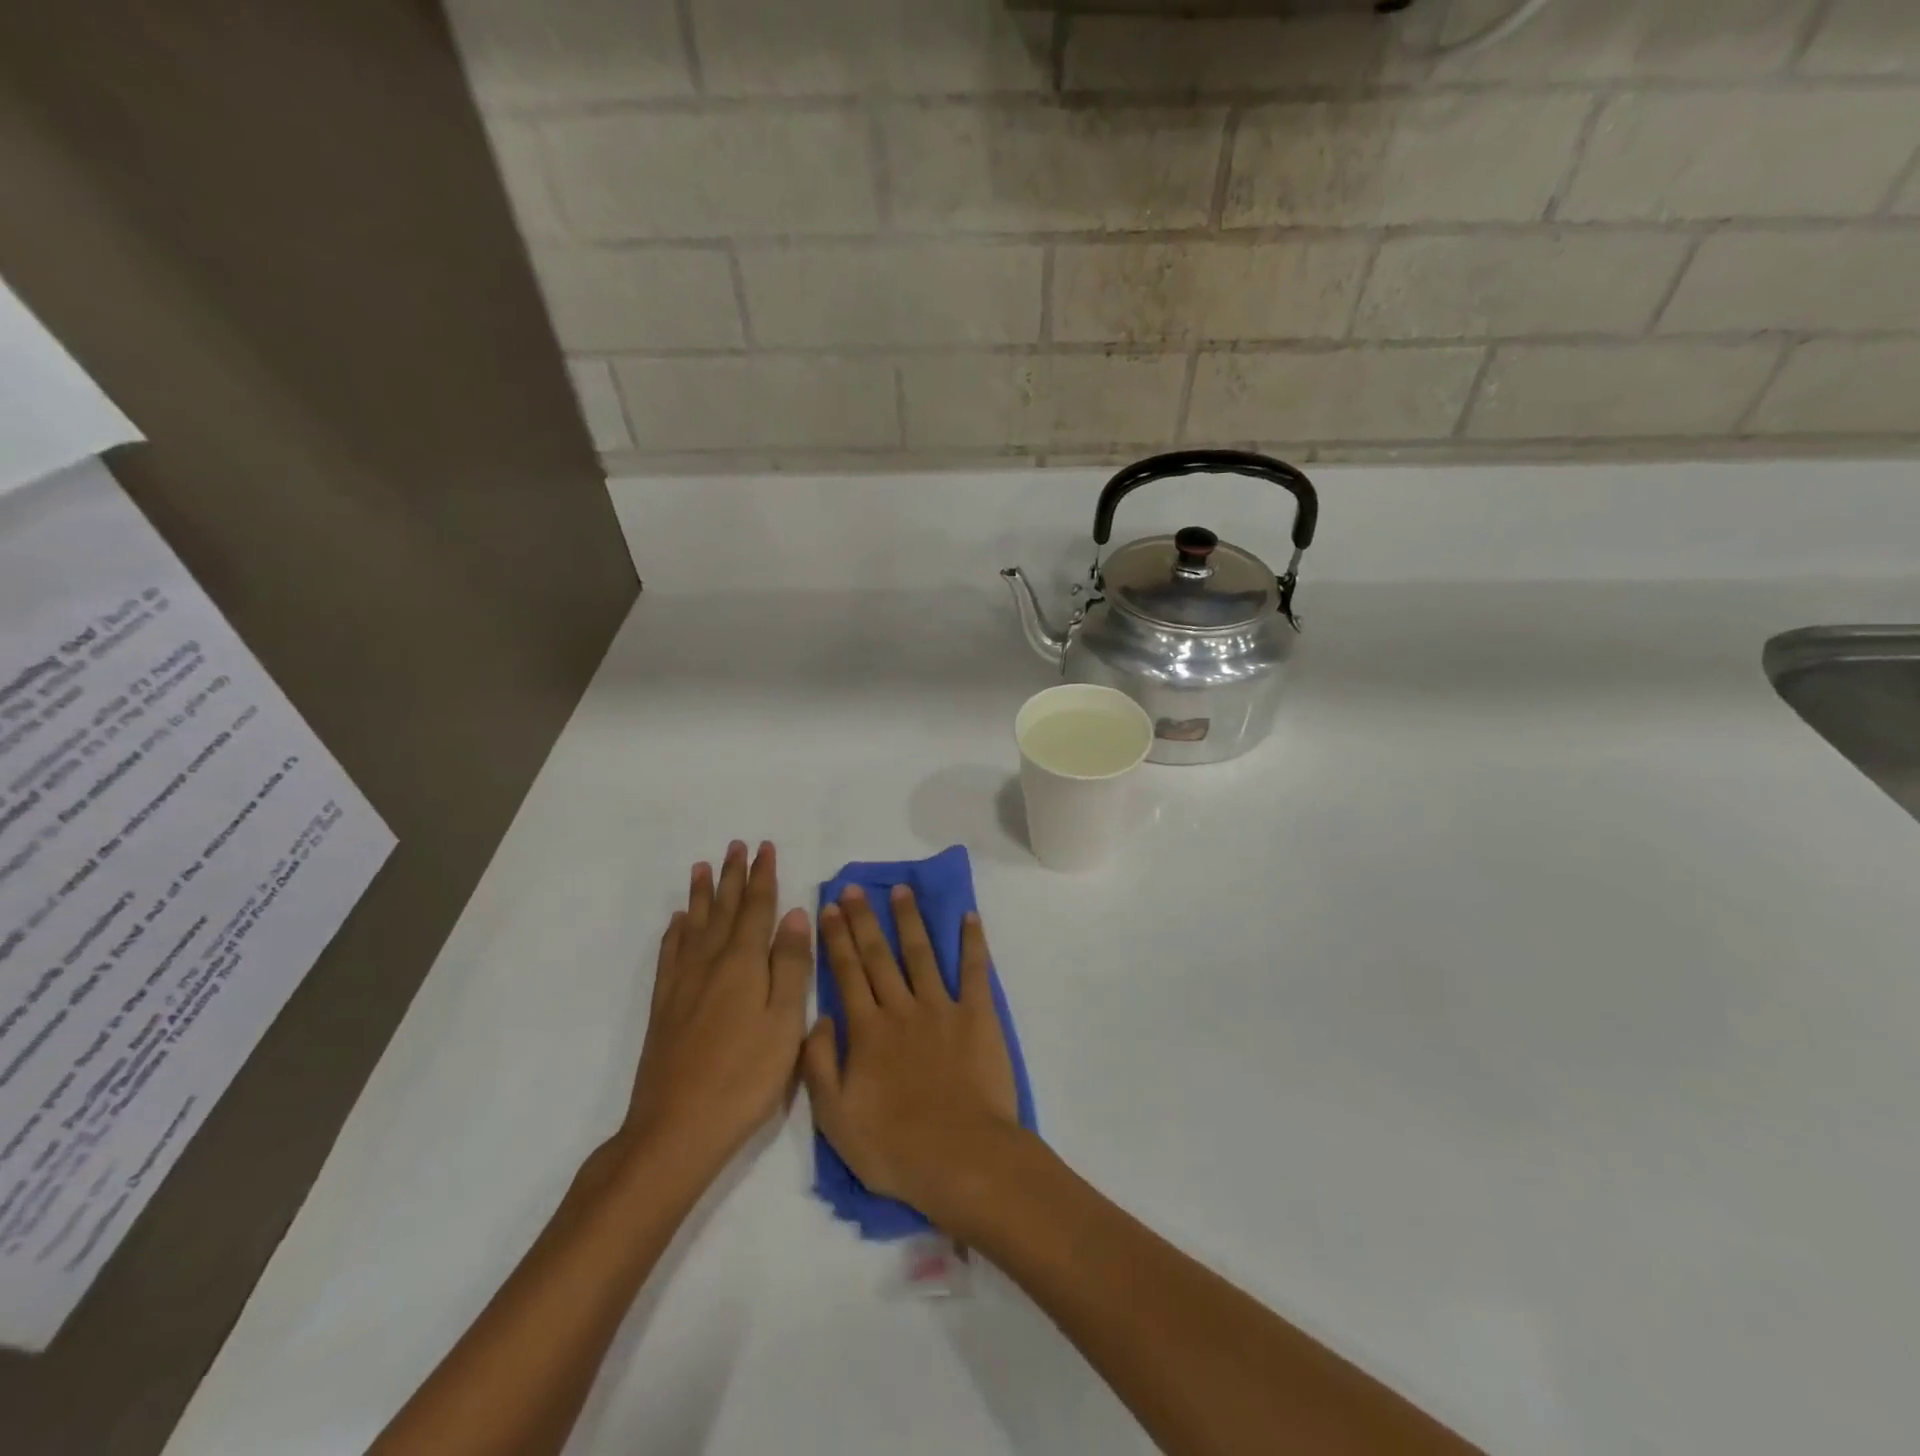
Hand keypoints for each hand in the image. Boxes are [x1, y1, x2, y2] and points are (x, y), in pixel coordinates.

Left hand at [623, 841, 810, 1175]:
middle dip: (732, 876)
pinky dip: (675, 933)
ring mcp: (683, 985)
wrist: (676, 1128)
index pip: (756, 908)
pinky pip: (670, 955)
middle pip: (723, 909)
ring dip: (701, 895)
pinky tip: (676, 923)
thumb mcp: (785, 1022)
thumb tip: (795, 914)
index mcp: (744, 964)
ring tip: (702, 867)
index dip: (762, 876)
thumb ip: (792, 966)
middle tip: (736, 845)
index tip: (764, 847)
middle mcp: (710, 963)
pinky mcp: (664, 1007)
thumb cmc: (745, 1077)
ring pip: (693, 926)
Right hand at [802, 884, 1019, 1225]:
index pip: (846, 973)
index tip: (829, 907)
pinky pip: (974, 970)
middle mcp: (901, 1009)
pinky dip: (972, 942)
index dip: (836, 939)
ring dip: (909, 919)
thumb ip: (819, 1065)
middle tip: (855, 888)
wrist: (961, 1159)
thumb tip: (816, 1018)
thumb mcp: (835, 1119)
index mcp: (866, 1031)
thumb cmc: (894, 1147)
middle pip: (879, 955)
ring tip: (901, 890)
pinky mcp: (977, 1016)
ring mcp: (941, 1008)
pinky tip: (969, 916)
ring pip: (921, 953)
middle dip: (864, 919)